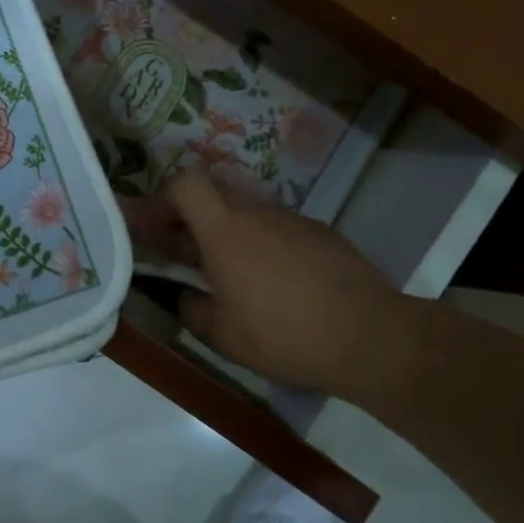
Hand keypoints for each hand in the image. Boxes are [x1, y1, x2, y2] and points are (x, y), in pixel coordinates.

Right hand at [152, 170, 421, 400]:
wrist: (371, 338)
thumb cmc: (283, 334)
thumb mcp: (221, 334)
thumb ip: (190, 307)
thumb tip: (184, 295)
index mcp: (225, 230)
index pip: (184, 184)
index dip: (161, 199)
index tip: (152, 228)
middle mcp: (257, 213)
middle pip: (212, 196)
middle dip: (189, 219)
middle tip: (181, 254)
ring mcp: (293, 220)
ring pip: (246, 214)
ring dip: (227, 234)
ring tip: (230, 275)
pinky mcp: (322, 234)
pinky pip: (278, 229)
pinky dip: (262, 245)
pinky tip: (274, 283)